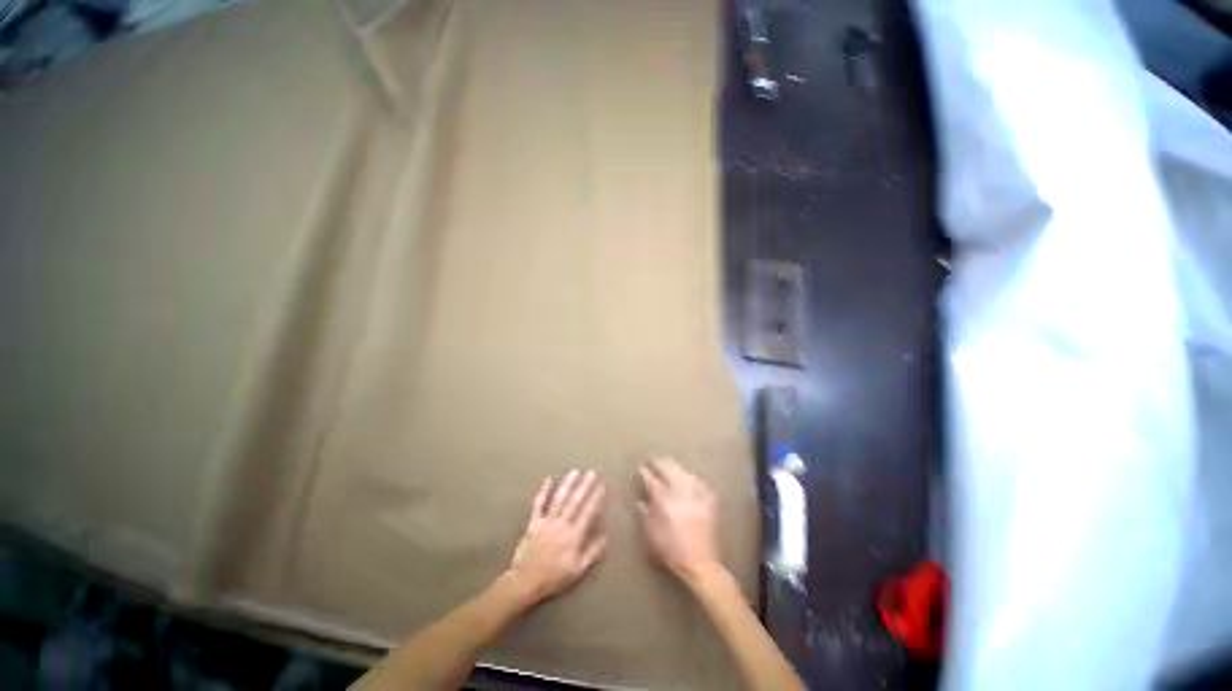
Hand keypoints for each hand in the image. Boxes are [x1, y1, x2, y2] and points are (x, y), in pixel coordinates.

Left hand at [506, 469, 607, 604]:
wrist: (525, 582)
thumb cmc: (554, 578)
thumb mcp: (578, 570)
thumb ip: (592, 553)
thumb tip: (606, 536)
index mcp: (574, 536)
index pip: (588, 513)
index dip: (596, 498)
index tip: (603, 485)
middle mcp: (562, 524)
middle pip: (575, 502)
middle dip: (585, 486)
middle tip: (592, 472)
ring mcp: (547, 522)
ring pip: (559, 499)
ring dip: (568, 484)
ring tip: (575, 471)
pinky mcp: (534, 523)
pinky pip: (538, 505)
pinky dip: (543, 492)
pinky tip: (548, 479)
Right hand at [638, 457, 720, 581]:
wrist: (702, 565)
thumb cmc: (672, 552)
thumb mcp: (652, 536)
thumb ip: (646, 515)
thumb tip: (640, 500)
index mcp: (666, 503)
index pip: (654, 482)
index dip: (646, 474)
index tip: (641, 468)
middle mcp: (682, 495)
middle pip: (671, 471)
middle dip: (661, 463)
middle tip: (654, 460)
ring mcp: (697, 497)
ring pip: (685, 473)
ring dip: (676, 467)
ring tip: (669, 464)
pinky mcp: (709, 502)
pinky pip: (700, 483)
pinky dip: (692, 477)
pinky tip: (689, 475)